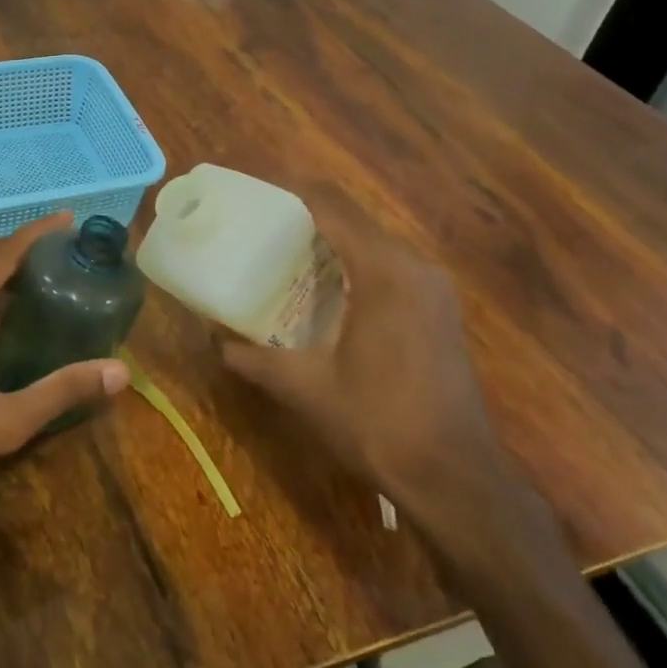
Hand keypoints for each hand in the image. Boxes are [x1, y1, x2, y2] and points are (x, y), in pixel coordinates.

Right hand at [218, 200, 521, 545]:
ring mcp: (432, 289)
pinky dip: (352, 263)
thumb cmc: (376, 423)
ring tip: (280, 252)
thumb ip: (250, 356)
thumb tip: (211, 338)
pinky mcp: (438, 311)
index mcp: (383, 272)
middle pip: (352, 218)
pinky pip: (388, 266)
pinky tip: (322, 288)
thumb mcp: (302, 387)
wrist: (455, 478)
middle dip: (303, 214)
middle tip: (256, 226)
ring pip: (372, 242)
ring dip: (329, 240)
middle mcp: (414, 267)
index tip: (250, 189)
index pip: (331, 206)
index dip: (289, 189)